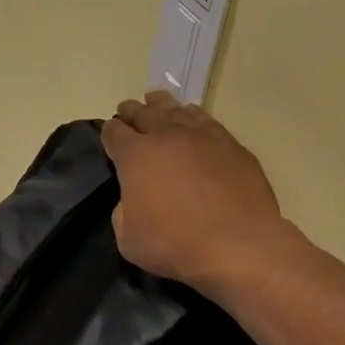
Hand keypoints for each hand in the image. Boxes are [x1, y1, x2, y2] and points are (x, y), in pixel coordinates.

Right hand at [102, 92, 289, 292]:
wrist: (236, 243)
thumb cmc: (172, 243)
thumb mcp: (127, 237)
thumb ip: (124, 211)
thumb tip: (134, 198)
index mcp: (135, 156)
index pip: (114, 133)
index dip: (109, 132)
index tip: (109, 134)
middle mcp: (167, 136)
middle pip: (144, 114)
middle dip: (132, 112)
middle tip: (127, 109)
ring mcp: (202, 137)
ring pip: (176, 110)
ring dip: (162, 105)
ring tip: (156, 100)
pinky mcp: (231, 146)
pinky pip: (206, 120)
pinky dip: (193, 115)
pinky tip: (192, 116)